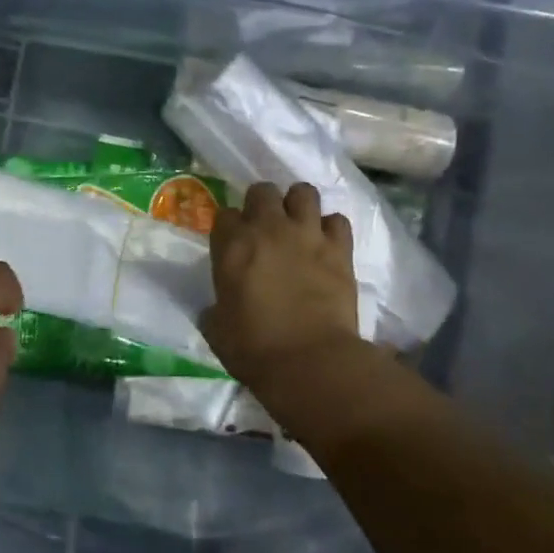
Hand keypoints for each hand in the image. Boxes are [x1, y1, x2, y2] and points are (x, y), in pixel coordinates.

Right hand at [201, 179, 362, 389]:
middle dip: (261, 204)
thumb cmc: (254, 348)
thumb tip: (216, 308)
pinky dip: (331, 228)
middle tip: (264, 228)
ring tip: (297, 224)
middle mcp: (268, 229)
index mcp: (232, 245)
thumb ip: (214, 307)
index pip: (225, 214)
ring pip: (303, 192)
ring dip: (298, 205)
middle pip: (262, 191)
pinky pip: (337, 220)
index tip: (232, 243)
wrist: (310, 362)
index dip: (229, 227)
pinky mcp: (339, 249)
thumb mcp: (216, 329)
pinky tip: (326, 243)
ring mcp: (307, 234)